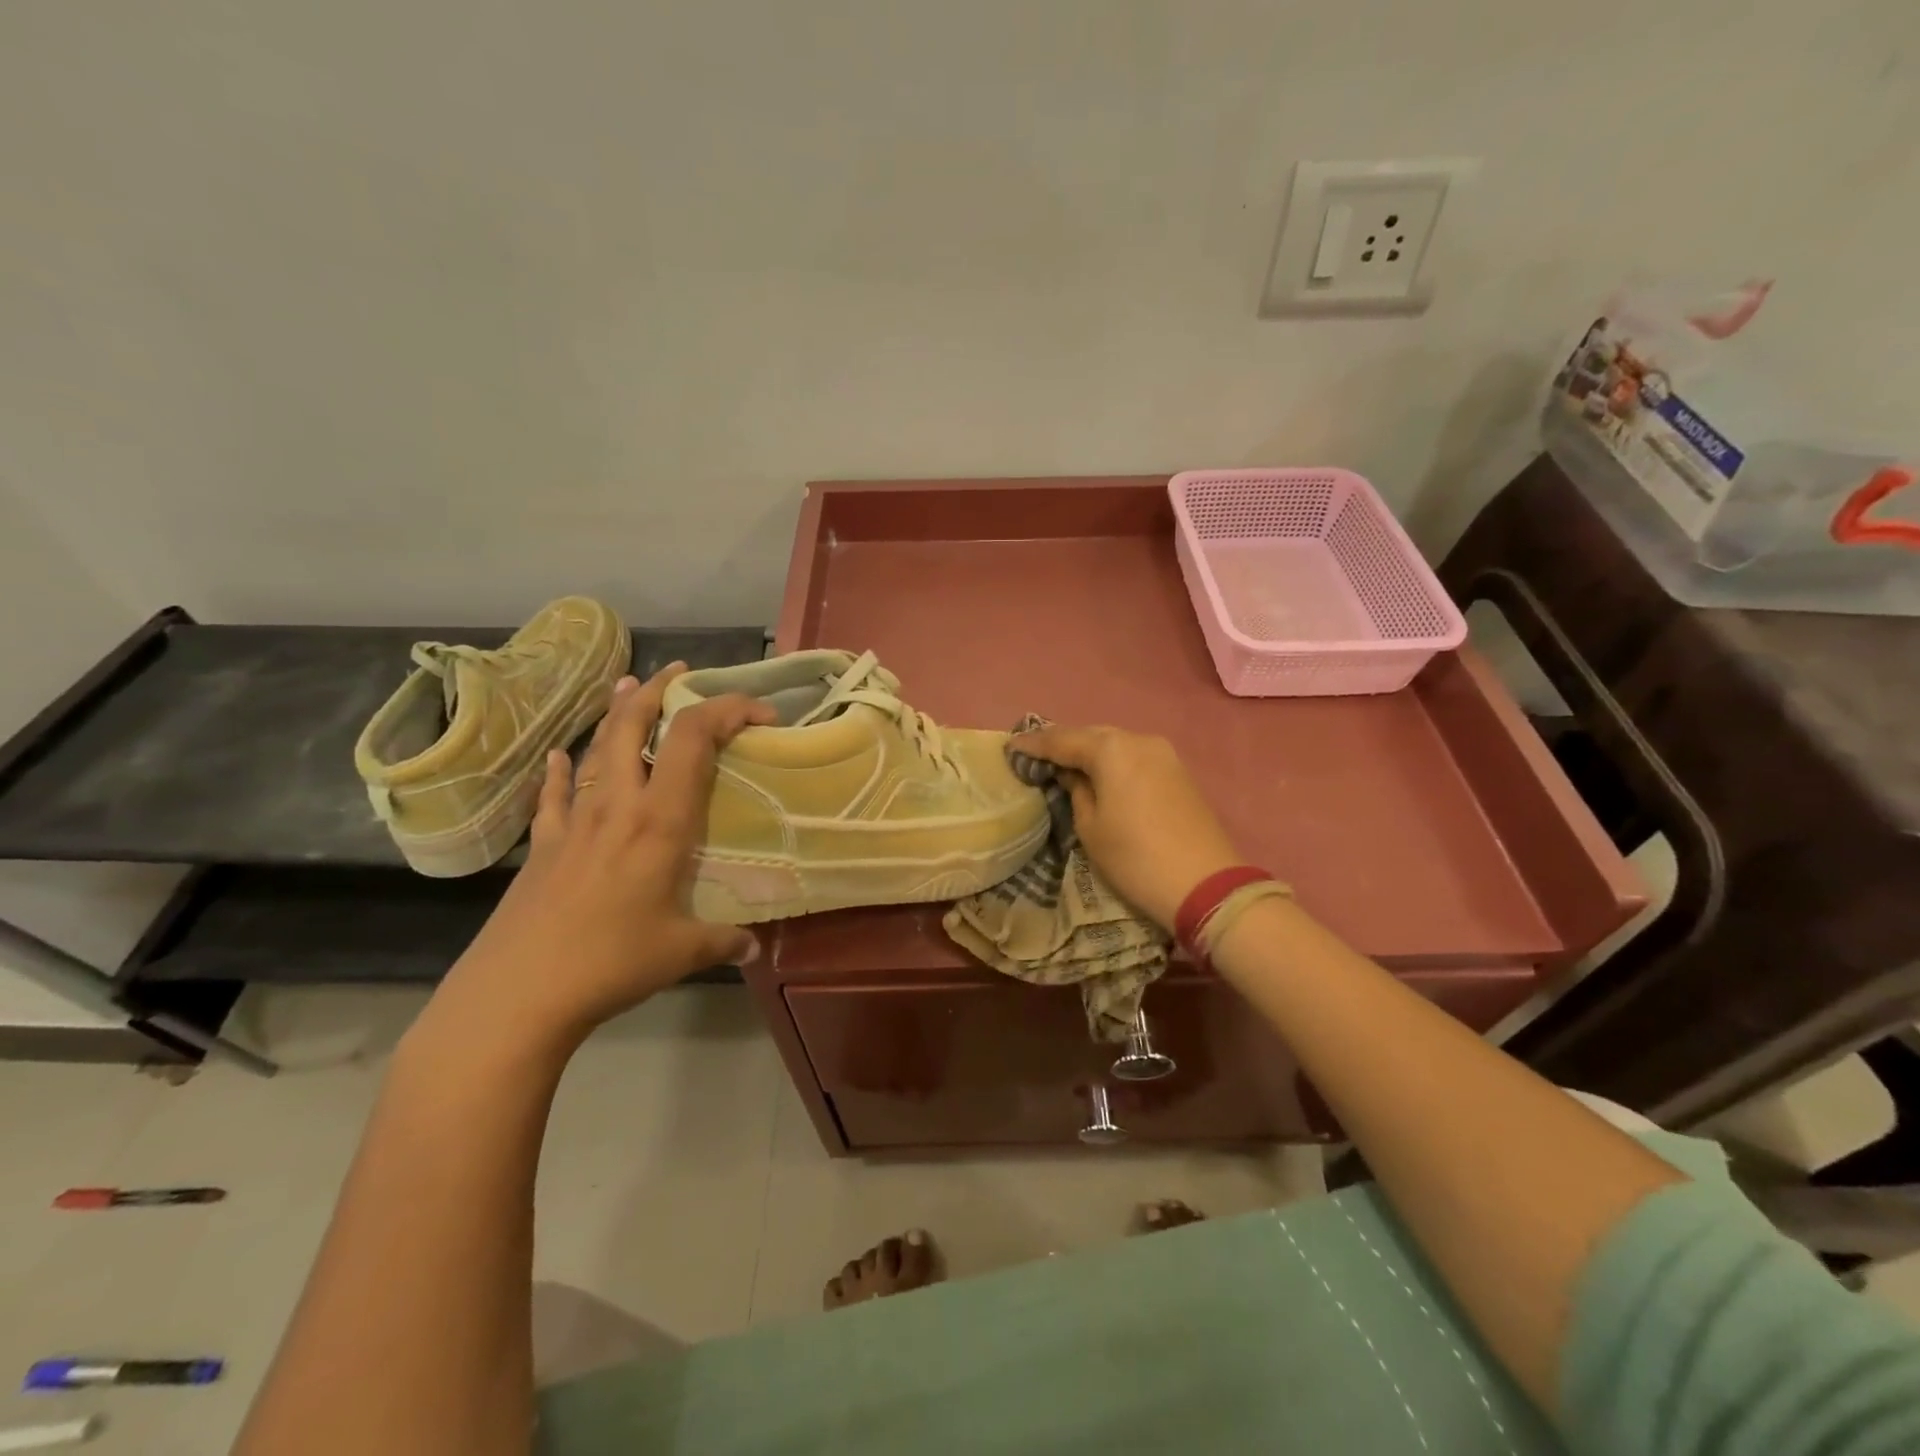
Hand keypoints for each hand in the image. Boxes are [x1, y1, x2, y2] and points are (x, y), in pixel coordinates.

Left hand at [429, 663, 775, 1051]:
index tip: (762, 714)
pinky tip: (559, 756)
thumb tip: (754, 945)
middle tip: (682, 673)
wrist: (517, 994)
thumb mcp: (682, 951)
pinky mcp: (543, 845)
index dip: (729, 710)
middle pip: (634, 726)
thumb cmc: (611, 963)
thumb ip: (724, 940)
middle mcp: (617, 806)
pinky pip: (554, 793)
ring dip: (615, 715)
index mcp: (659, 821)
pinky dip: (561, 769)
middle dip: (660, 691)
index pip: (695, 739)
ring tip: (628, 689)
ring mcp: (574, 822)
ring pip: (596, 749)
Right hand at [1010, 725, 1241, 930]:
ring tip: (1063, 763)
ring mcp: (1163, 753)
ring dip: (1088, 751)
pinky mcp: (1178, 771)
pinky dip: (1112, 761)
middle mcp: (1138, 739)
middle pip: (1090, 735)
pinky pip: (1134, 756)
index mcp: (1111, 749)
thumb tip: (1071, 774)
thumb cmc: (1135, 857)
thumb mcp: (1090, 827)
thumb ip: (1075, 790)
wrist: (1204, 883)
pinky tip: (1099, 773)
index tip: (1010, 747)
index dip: (1033, 744)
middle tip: (1035, 754)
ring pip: (1115, 743)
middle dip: (1062, 743)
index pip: (1061, 740)